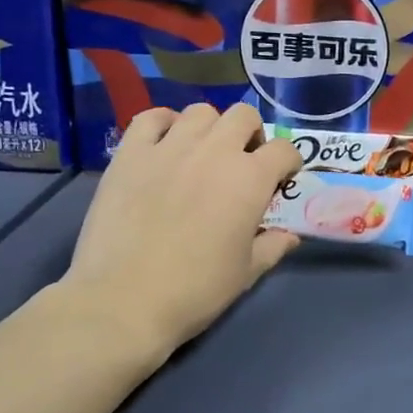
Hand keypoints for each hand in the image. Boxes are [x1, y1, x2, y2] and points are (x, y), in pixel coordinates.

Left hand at [61, 104, 302, 359]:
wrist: (124, 301)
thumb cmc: (196, 289)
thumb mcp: (246, 273)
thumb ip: (273, 246)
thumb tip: (289, 236)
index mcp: (250, 179)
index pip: (284, 150)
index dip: (288, 163)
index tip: (281, 181)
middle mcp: (214, 151)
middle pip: (244, 116)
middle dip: (252, 134)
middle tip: (243, 162)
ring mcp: (169, 148)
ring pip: (200, 112)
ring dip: (210, 128)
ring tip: (203, 153)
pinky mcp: (130, 154)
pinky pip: (150, 118)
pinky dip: (163, 124)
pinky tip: (164, 144)